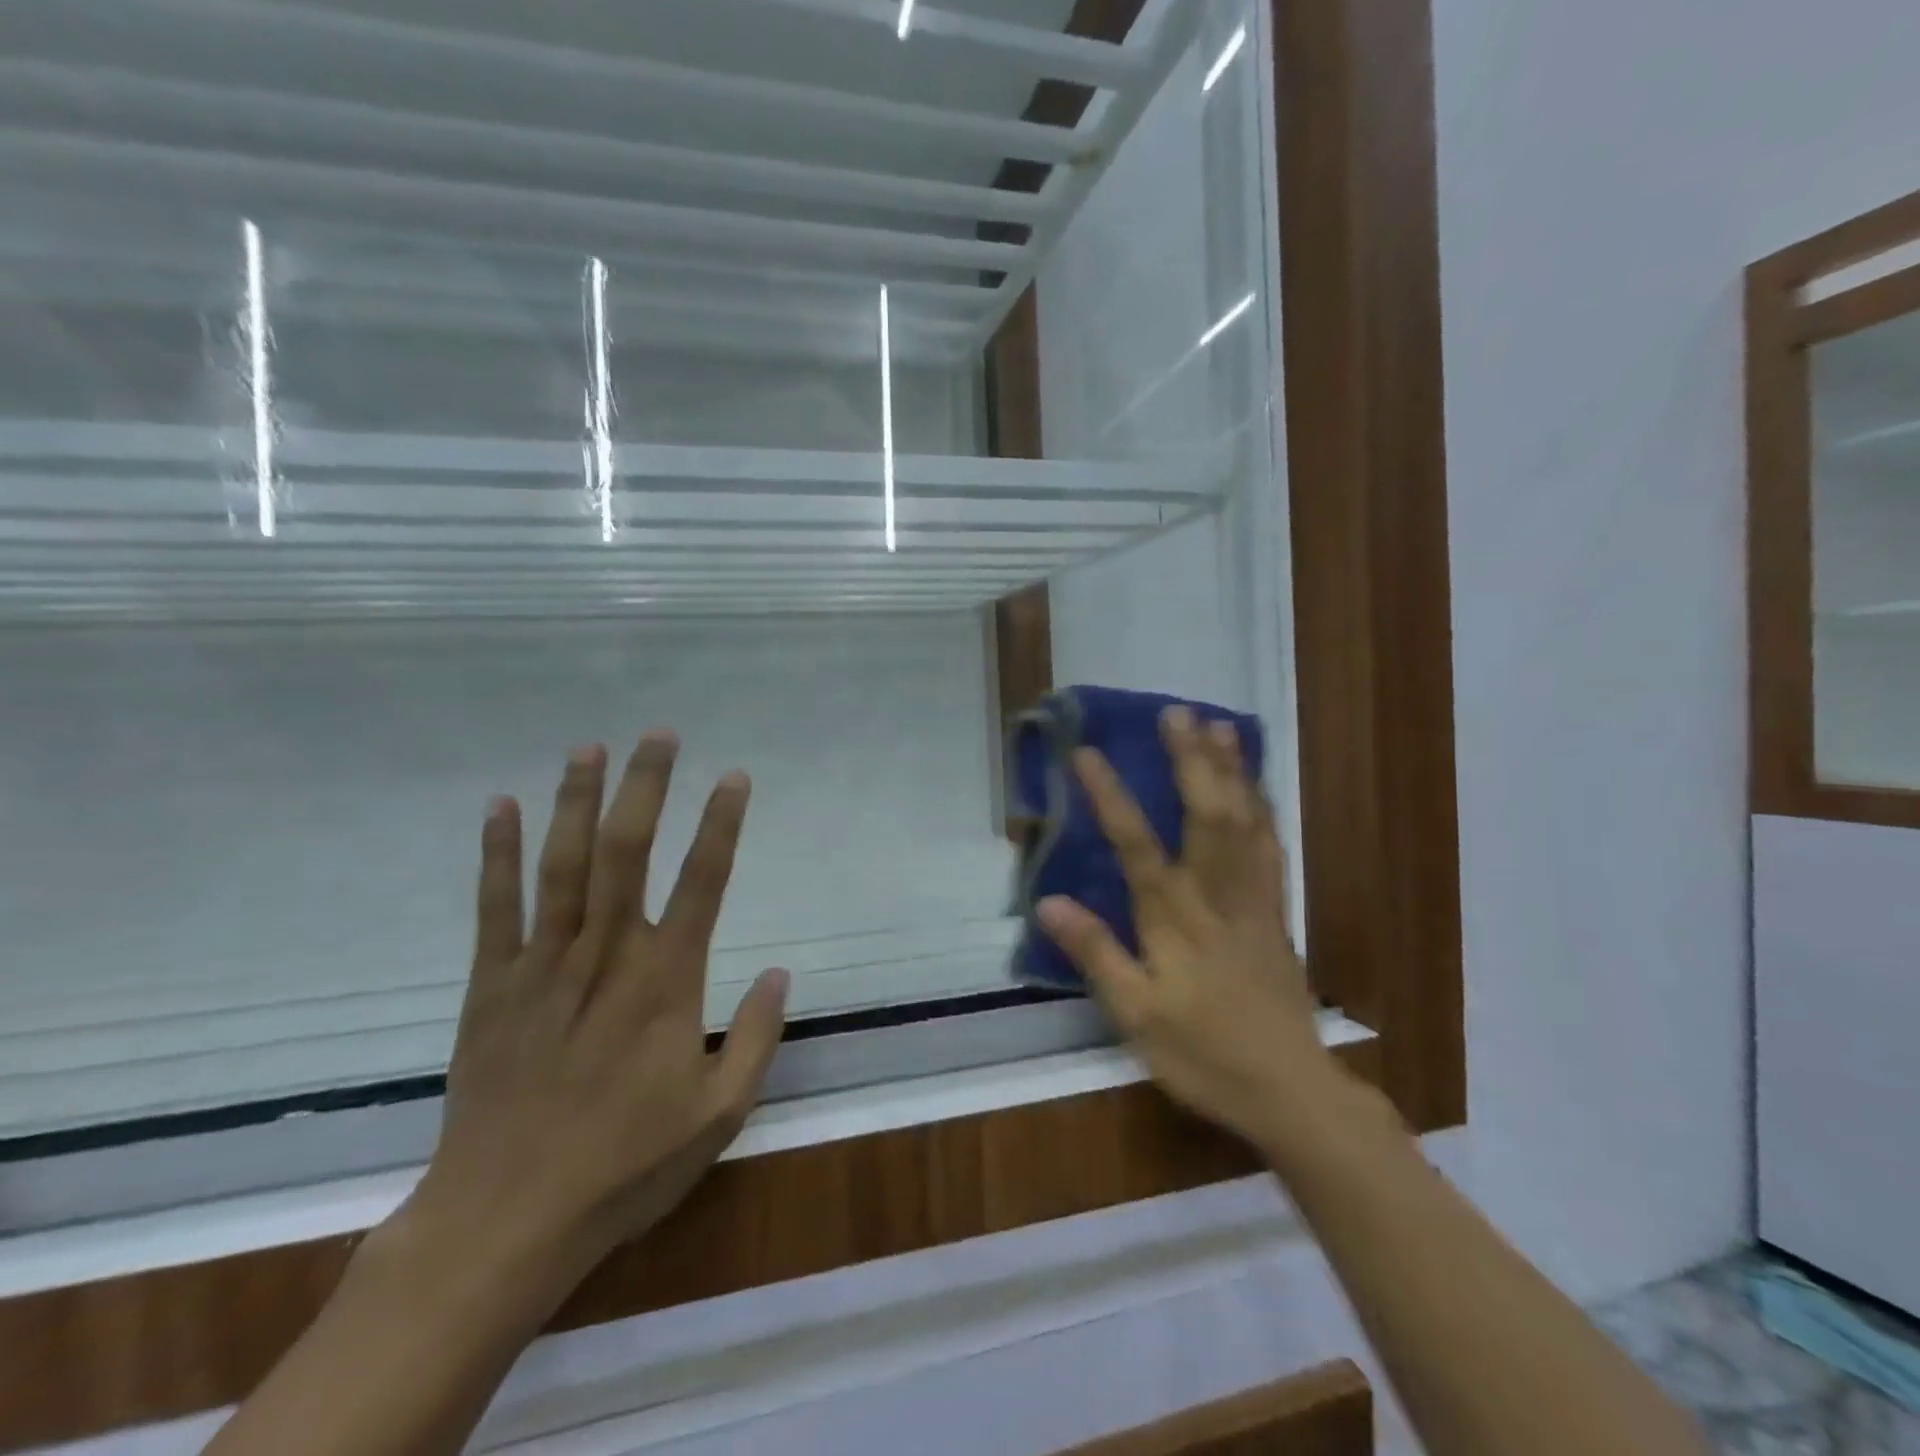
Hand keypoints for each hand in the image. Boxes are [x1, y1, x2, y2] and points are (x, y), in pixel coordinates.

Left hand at [406, 731, 788, 1287]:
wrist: (504, 1222)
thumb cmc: (625, 1166)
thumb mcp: (719, 1115)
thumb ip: (757, 1038)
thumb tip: (781, 972)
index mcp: (667, 982)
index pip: (703, 882)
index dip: (721, 824)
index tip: (734, 777)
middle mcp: (607, 956)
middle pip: (627, 852)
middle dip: (646, 787)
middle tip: (658, 735)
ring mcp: (543, 966)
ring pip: (563, 865)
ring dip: (578, 801)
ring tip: (590, 747)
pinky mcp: (492, 986)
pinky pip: (496, 907)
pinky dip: (499, 853)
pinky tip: (503, 807)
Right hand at [1036, 707, 1339, 1151]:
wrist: (1289, 1089)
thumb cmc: (1203, 1053)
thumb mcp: (1135, 1014)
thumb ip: (1095, 953)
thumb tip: (1047, 900)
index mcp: (1175, 918)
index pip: (1135, 844)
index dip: (1110, 795)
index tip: (1086, 752)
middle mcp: (1217, 895)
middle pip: (1207, 813)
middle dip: (1191, 760)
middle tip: (1177, 712)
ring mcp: (1254, 899)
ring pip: (1246, 821)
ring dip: (1232, 770)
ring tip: (1221, 727)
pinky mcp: (1276, 911)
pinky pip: (1270, 845)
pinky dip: (1262, 806)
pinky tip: (1256, 787)